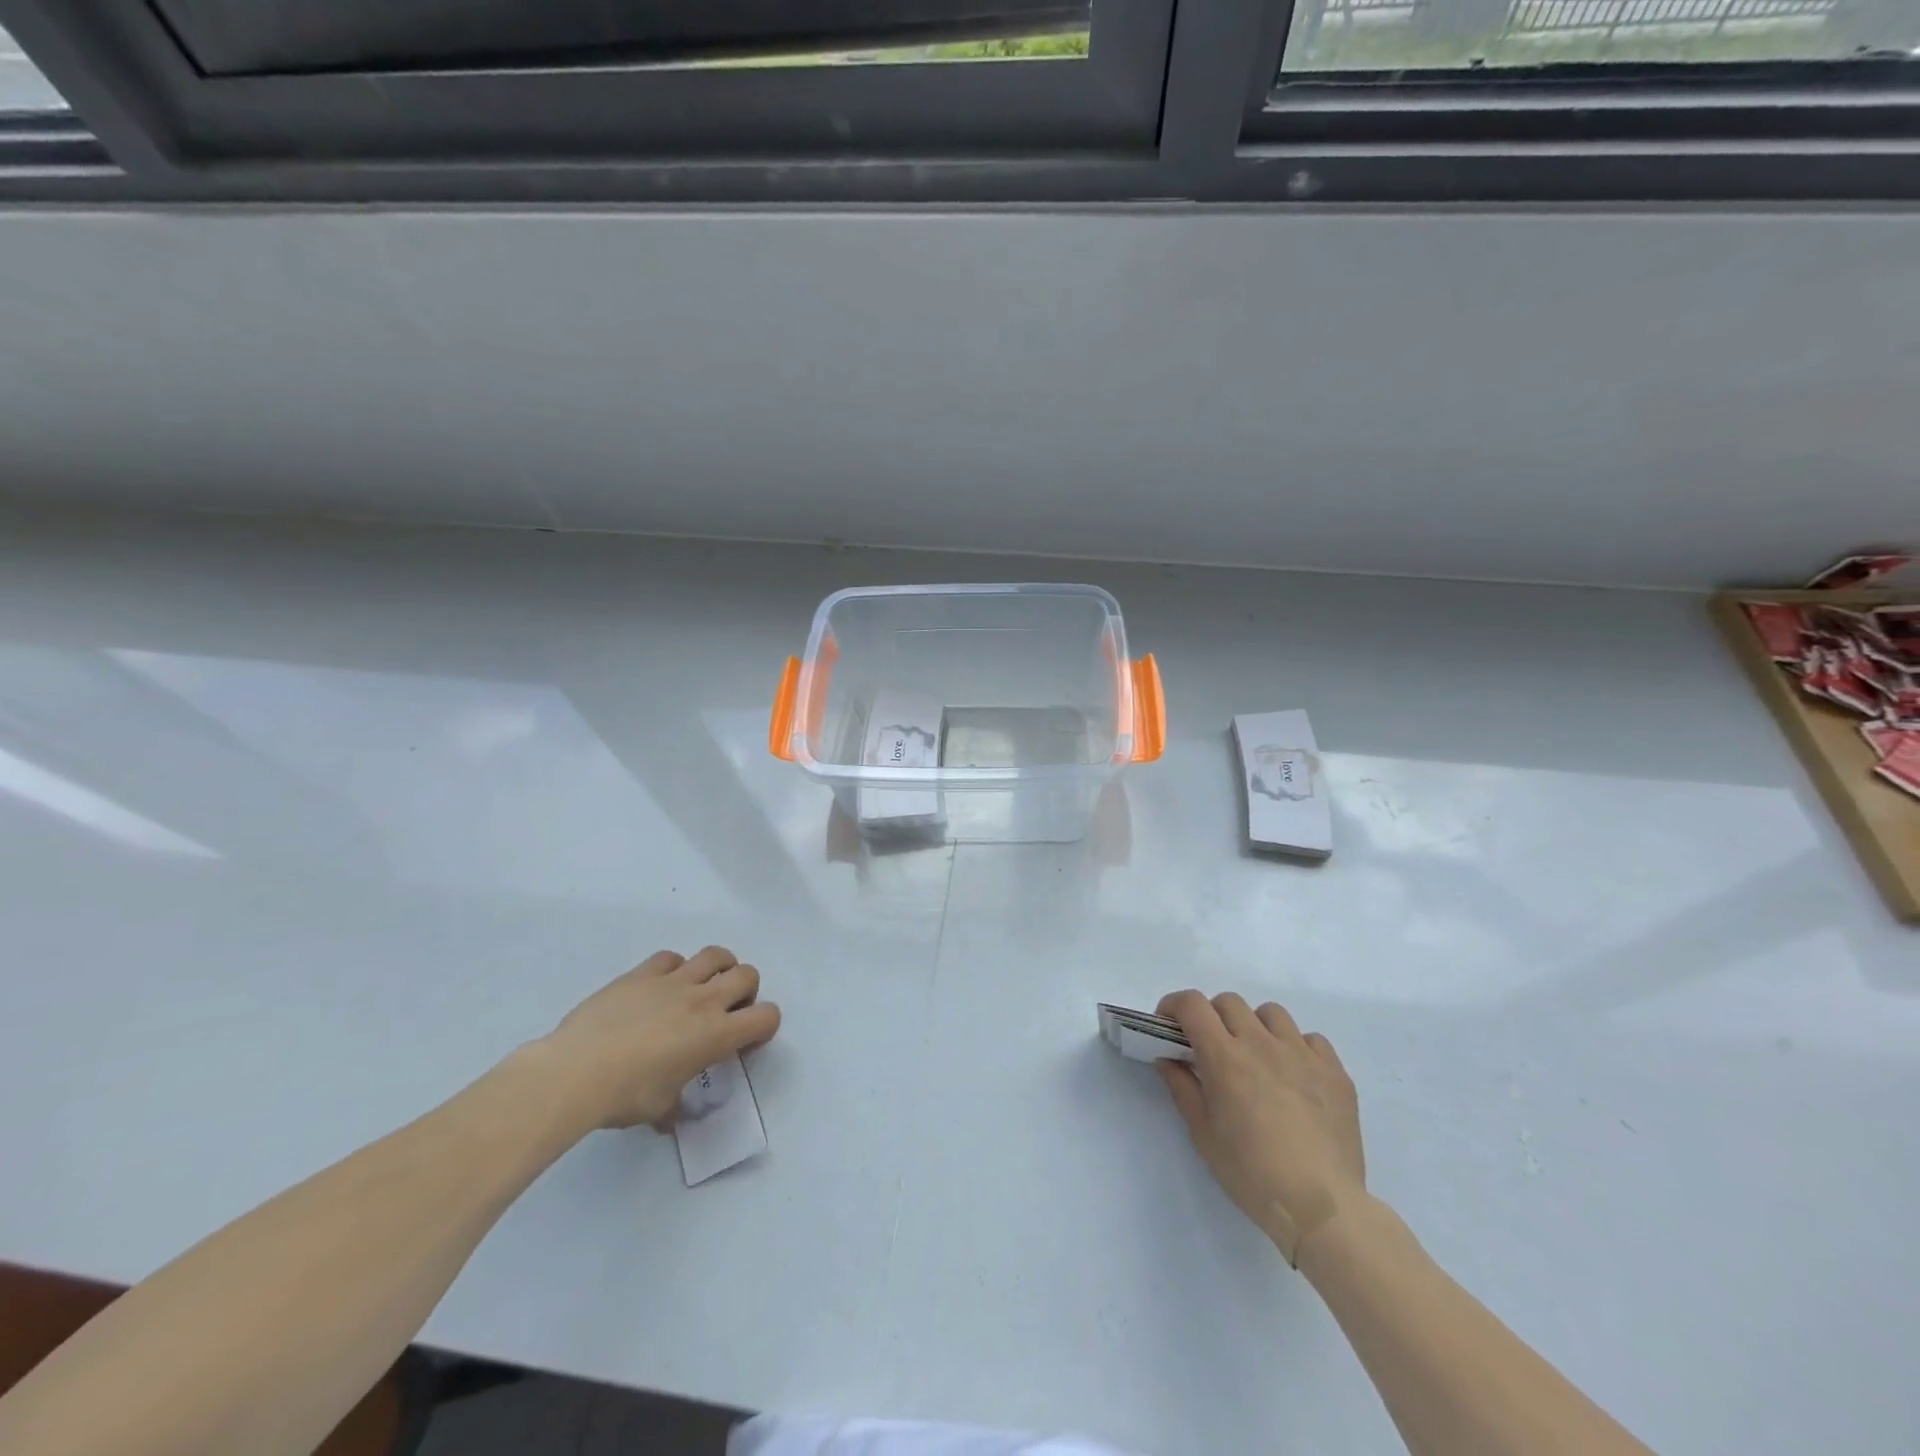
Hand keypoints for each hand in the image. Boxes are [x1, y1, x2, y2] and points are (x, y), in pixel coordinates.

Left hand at [535, 947, 780, 1130]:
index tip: (743, 1045)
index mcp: (716, 1034)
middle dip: (745, 992)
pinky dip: (674, 969)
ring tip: (701, 989)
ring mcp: (673, 981)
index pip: (767, 1016)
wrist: (575, 1072)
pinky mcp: (642, 973)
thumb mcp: (659, 1109)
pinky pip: (671, 958)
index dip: (763, 1028)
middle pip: (748, 974)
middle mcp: (703, 1000)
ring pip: (715, 955)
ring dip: (718, 969)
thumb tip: (673, 1113)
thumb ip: (677, 1104)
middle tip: (725, 1013)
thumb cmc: (625, 1096)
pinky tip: (659, 988)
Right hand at [1154, 990, 1365, 1265]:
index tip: (1168, 1025)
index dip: (1174, 1006)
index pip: (1192, 1005)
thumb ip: (1182, 1087)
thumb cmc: (1251, 1174)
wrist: (1321, 1208)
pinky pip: (1310, 1039)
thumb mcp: (1203, 1134)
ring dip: (1254, 1026)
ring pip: (1271, 1013)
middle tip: (1210, 1048)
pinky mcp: (1335, 1072)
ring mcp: (1303, 1054)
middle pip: (1229, 1002)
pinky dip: (1295, 1047)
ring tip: (1255, 1058)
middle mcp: (1262, 1043)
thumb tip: (1167, 1059)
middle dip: (1212, 1017)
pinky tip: (1294, 1075)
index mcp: (1225, 1057)